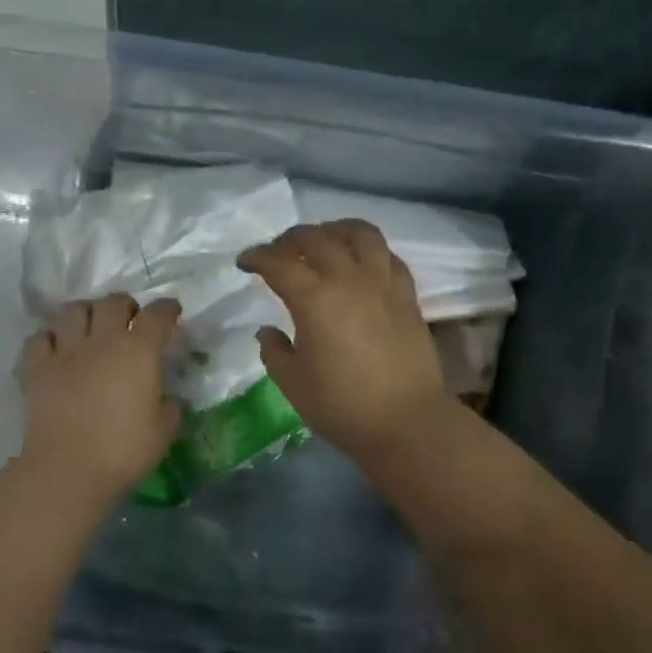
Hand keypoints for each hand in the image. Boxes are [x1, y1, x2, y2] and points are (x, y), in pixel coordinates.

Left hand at [19, 294, 182, 498]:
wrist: (68, 470)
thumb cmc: (124, 451)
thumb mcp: (164, 430)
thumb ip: (169, 405)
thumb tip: (164, 397)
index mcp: (138, 351)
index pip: (157, 315)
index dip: (166, 309)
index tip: (171, 311)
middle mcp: (102, 340)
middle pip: (112, 302)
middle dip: (125, 305)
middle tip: (130, 319)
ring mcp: (65, 351)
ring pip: (74, 310)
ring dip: (87, 312)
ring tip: (92, 326)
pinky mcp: (38, 368)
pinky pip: (40, 337)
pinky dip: (50, 337)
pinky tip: (57, 349)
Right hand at [239, 221, 451, 459]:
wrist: (407, 422)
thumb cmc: (342, 406)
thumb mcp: (293, 383)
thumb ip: (274, 351)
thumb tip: (268, 331)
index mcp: (314, 299)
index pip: (279, 263)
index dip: (257, 257)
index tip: (244, 262)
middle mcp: (349, 280)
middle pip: (317, 238)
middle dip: (290, 239)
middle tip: (277, 251)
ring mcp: (383, 284)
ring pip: (360, 234)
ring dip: (334, 230)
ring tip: (322, 240)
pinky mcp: (407, 296)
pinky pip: (388, 256)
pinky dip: (368, 249)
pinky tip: (360, 262)